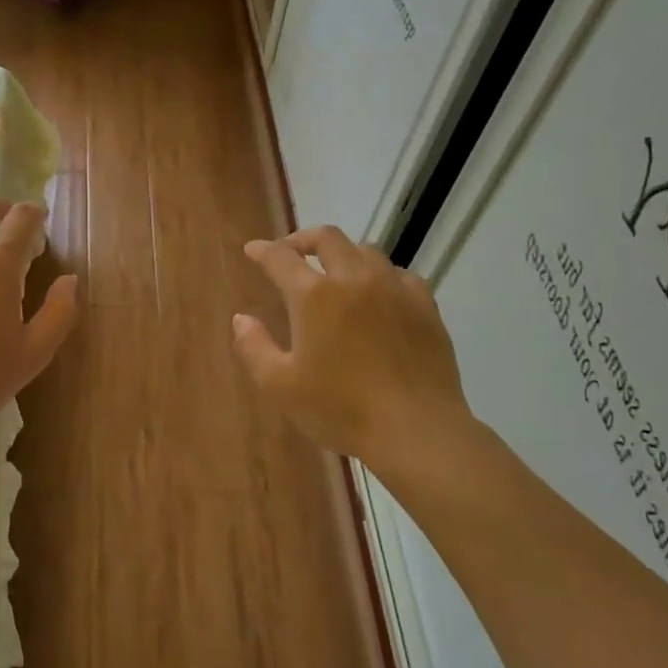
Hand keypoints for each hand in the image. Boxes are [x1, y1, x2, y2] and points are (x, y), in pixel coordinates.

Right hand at [233, 227, 474, 478]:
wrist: (416, 430)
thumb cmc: (340, 409)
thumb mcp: (281, 386)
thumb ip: (254, 347)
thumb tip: (242, 318)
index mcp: (314, 296)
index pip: (281, 257)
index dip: (262, 250)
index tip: (252, 250)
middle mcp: (354, 279)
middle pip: (327, 238)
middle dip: (303, 239)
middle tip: (291, 253)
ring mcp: (394, 288)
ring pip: (365, 251)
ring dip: (342, 254)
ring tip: (334, 273)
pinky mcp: (425, 306)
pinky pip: (399, 274)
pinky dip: (379, 275)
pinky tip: (378, 294)